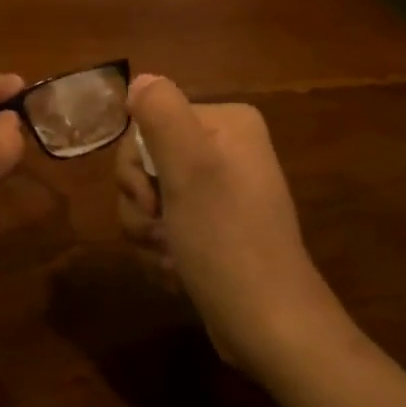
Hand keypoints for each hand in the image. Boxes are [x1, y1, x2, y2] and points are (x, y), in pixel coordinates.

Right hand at [113, 75, 344, 378]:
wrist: (269, 328)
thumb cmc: (227, 241)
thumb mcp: (191, 169)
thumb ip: (162, 114)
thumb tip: (140, 78)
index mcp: (228, 124)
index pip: (149, 123)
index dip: (136, 165)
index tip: (153, 199)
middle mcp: (225, 149)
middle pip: (145, 161)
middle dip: (141, 204)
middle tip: (161, 230)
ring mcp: (219, 192)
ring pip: (149, 198)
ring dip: (147, 233)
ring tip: (172, 258)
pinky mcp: (211, 229)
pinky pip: (163, 226)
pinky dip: (161, 252)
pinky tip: (178, 273)